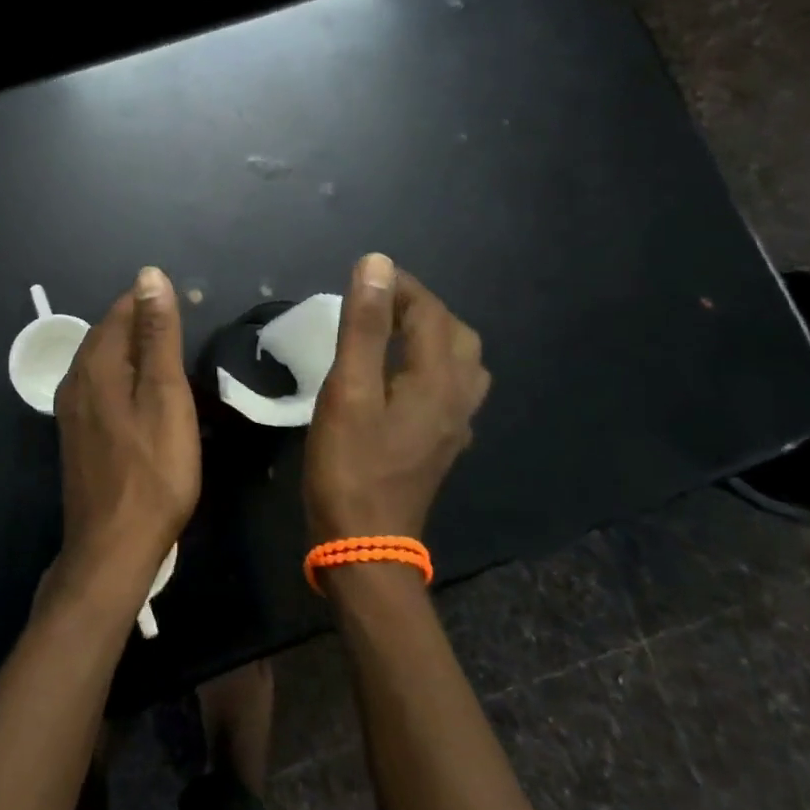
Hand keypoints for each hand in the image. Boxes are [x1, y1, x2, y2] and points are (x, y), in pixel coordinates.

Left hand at [54, 267, 201, 589]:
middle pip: (108, 332)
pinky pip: (98, 385)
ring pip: (102, 359)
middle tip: (185, 328)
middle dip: (142, 322)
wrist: (112, 547)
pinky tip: (144, 394)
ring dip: (133, 349)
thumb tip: (149, 275)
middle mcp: (74, 378)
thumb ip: (157, 334)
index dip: (153, 302)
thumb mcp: (165, 396)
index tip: (190, 305)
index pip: (121, 310)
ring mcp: (71, 408)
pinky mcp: (76, 432)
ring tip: (170, 357)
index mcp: (95, 364)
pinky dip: (123, 376)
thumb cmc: (152, 471)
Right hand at [304, 253, 489, 544]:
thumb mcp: (348, 389)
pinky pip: (452, 388)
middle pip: (456, 334)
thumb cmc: (350, 464)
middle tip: (377, 304)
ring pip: (461, 363)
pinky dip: (431, 365)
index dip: (401, 287)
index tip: (364, 275)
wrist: (365, 544)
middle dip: (420, 308)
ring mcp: (454, 425)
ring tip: (390, 334)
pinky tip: (401, 377)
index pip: (430, 313)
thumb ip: (363, 326)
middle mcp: (457, 398)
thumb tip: (376, 264)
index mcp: (437, 379)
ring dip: (431, 336)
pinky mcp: (441, 444)